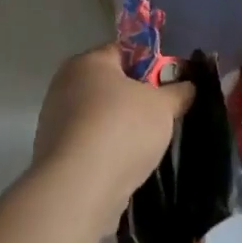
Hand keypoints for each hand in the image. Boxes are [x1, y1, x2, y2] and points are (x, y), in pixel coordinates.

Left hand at [33, 44, 193, 234]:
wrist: (78, 190)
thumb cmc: (122, 130)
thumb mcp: (164, 106)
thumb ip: (178, 91)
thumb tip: (188, 87)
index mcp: (88, 62)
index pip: (125, 52)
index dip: (153, 65)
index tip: (171, 84)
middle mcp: (65, 86)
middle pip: (111, 85)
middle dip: (138, 99)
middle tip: (163, 114)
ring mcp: (54, 123)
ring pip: (100, 117)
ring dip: (122, 127)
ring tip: (147, 146)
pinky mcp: (53, 158)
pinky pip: (89, 144)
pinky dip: (107, 151)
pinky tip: (126, 166)